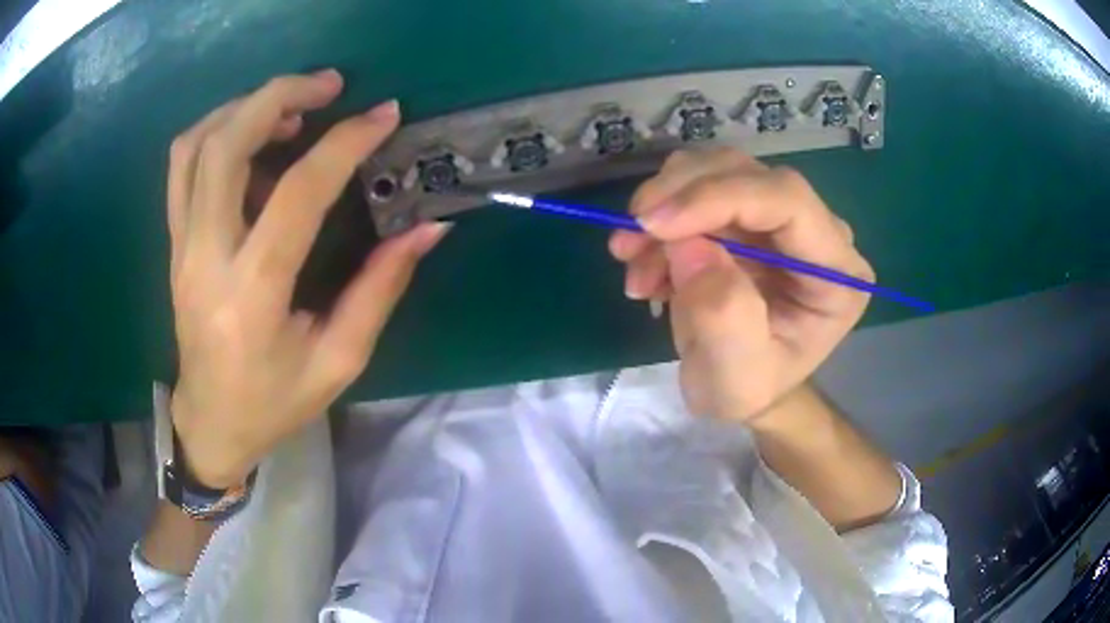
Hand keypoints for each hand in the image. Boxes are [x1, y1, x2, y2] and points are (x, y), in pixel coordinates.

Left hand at [167, 71, 448, 487]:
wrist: (210, 423)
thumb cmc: (274, 403)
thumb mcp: (339, 360)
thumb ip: (380, 288)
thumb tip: (428, 229)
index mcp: (252, 294)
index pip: (296, 194)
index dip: (345, 144)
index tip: (384, 115)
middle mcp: (205, 257)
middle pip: (224, 145)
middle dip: (279, 96)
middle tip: (329, 86)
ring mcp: (181, 246)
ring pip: (195, 146)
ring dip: (244, 107)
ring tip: (292, 106)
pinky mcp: (174, 243)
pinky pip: (182, 166)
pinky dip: (216, 130)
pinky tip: (252, 135)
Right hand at [609, 148, 871, 422]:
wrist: (738, 385)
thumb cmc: (747, 389)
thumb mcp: (735, 379)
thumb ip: (723, 317)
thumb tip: (689, 243)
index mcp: (837, 272)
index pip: (787, 199)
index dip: (718, 196)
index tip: (652, 224)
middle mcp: (818, 231)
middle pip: (747, 174)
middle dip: (678, 197)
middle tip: (628, 241)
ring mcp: (781, 216)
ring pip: (716, 169)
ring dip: (662, 205)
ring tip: (632, 260)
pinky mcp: (747, 212)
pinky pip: (696, 188)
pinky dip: (659, 217)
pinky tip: (645, 263)